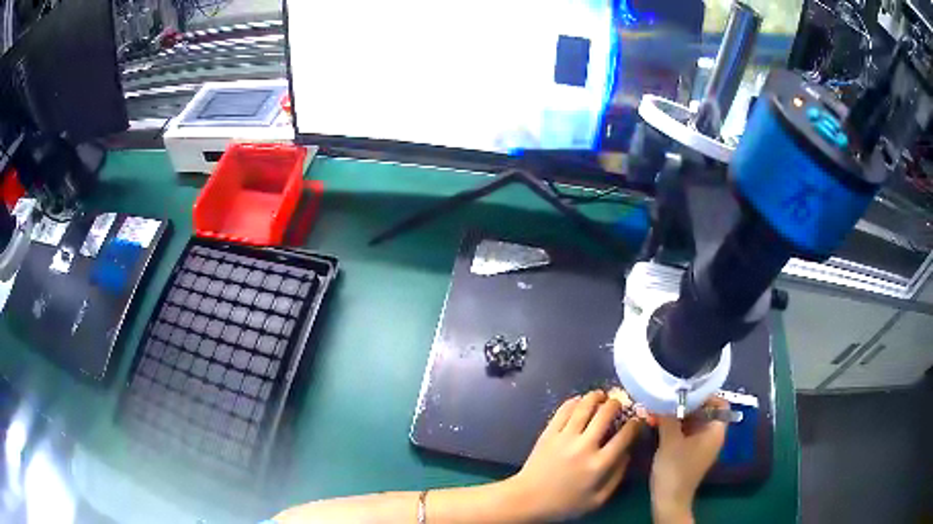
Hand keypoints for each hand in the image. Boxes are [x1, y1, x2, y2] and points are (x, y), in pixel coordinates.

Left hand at [504, 390, 642, 521]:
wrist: (528, 499)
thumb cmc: (565, 503)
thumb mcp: (598, 499)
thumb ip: (617, 476)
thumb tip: (628, 453)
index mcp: (599, 464)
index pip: (625, 435)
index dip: (635, 423)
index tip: (638, 420)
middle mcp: (584, 446)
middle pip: (606, 414)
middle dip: (617, 404)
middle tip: (619, 403)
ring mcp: (565, 437)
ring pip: (585, 406)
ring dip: (596, 397)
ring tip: (602, 395)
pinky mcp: (548, 433)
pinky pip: (564, 410)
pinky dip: (574, 401)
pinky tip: (580, 401)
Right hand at [650, 397, 728, 523]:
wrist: (669, 500)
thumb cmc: (674, 470)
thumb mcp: (670, 441)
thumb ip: (668, 416)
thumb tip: (663, 396)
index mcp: (715, 431)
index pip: (719, 403)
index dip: (705, 394)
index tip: (685, 389)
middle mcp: (712, 435)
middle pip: (705, 411)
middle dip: (686, 403)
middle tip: (667, 397)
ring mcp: (701, 445)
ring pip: (693, 421)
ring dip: (678, 415)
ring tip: (660, 408)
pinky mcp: (690, 452)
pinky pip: (686, 432)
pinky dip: (676, 426)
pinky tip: (659, 423)